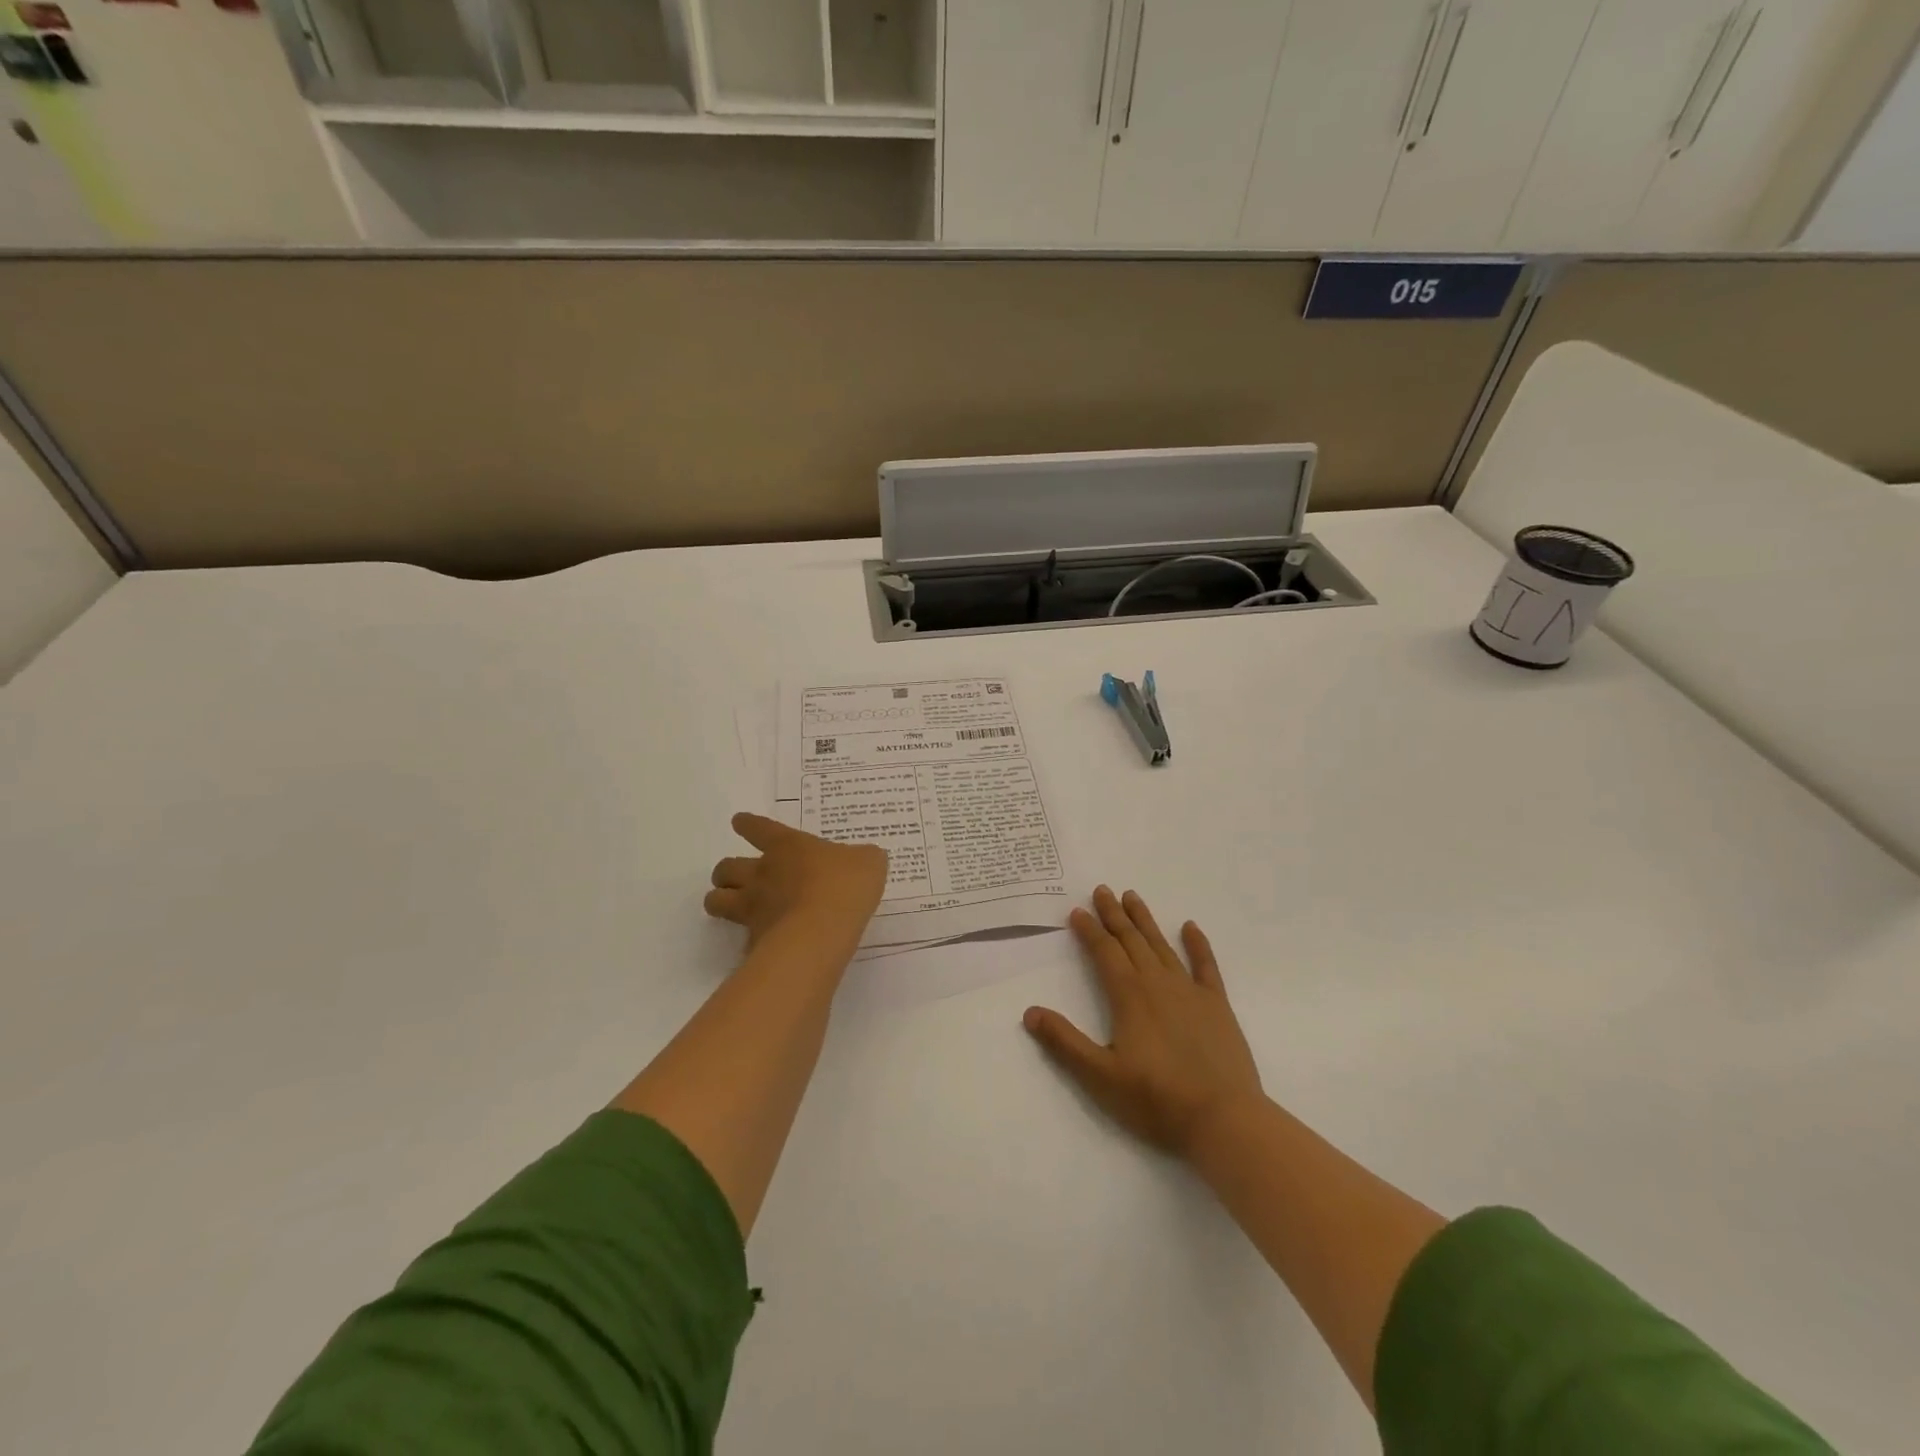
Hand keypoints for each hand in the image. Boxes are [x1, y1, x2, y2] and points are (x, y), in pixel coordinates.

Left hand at [705, 813, 888, 959]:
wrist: (823, 929)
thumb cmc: (845, 884)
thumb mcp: (868, 862)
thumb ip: (862, 858)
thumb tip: (864, 859)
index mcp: (787, 846)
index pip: (758, 828)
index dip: (748, 824)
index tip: (740, 822)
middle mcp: (762, 873)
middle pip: (726, 867)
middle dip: (725, 871)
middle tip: (736, 877)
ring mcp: (753, 907)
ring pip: (717, 900)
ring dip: (719, 899)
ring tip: (729, 905)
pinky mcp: (754, 941)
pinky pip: (741, 938)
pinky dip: (746, 939)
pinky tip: (759, 944)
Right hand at [1024, 886, 1262, 1158]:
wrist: (1223, 1119)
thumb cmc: (1156, 1100)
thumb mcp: (1100, 1076)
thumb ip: (1064, 1042)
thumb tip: (1030, 1012)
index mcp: (1129, 996)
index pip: (1104, 952)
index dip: (1089, 930)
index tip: (1077, 910)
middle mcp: (1158, 983)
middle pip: (1131, 940)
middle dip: (1114, 915)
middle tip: (1103, 890)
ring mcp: (1190, 991)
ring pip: (1162, 946)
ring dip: (1145, 921)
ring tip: (1133, 896)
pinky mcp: (1217, 1005)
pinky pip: (1205, 966)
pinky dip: (1198, 945)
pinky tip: (1191, 927)